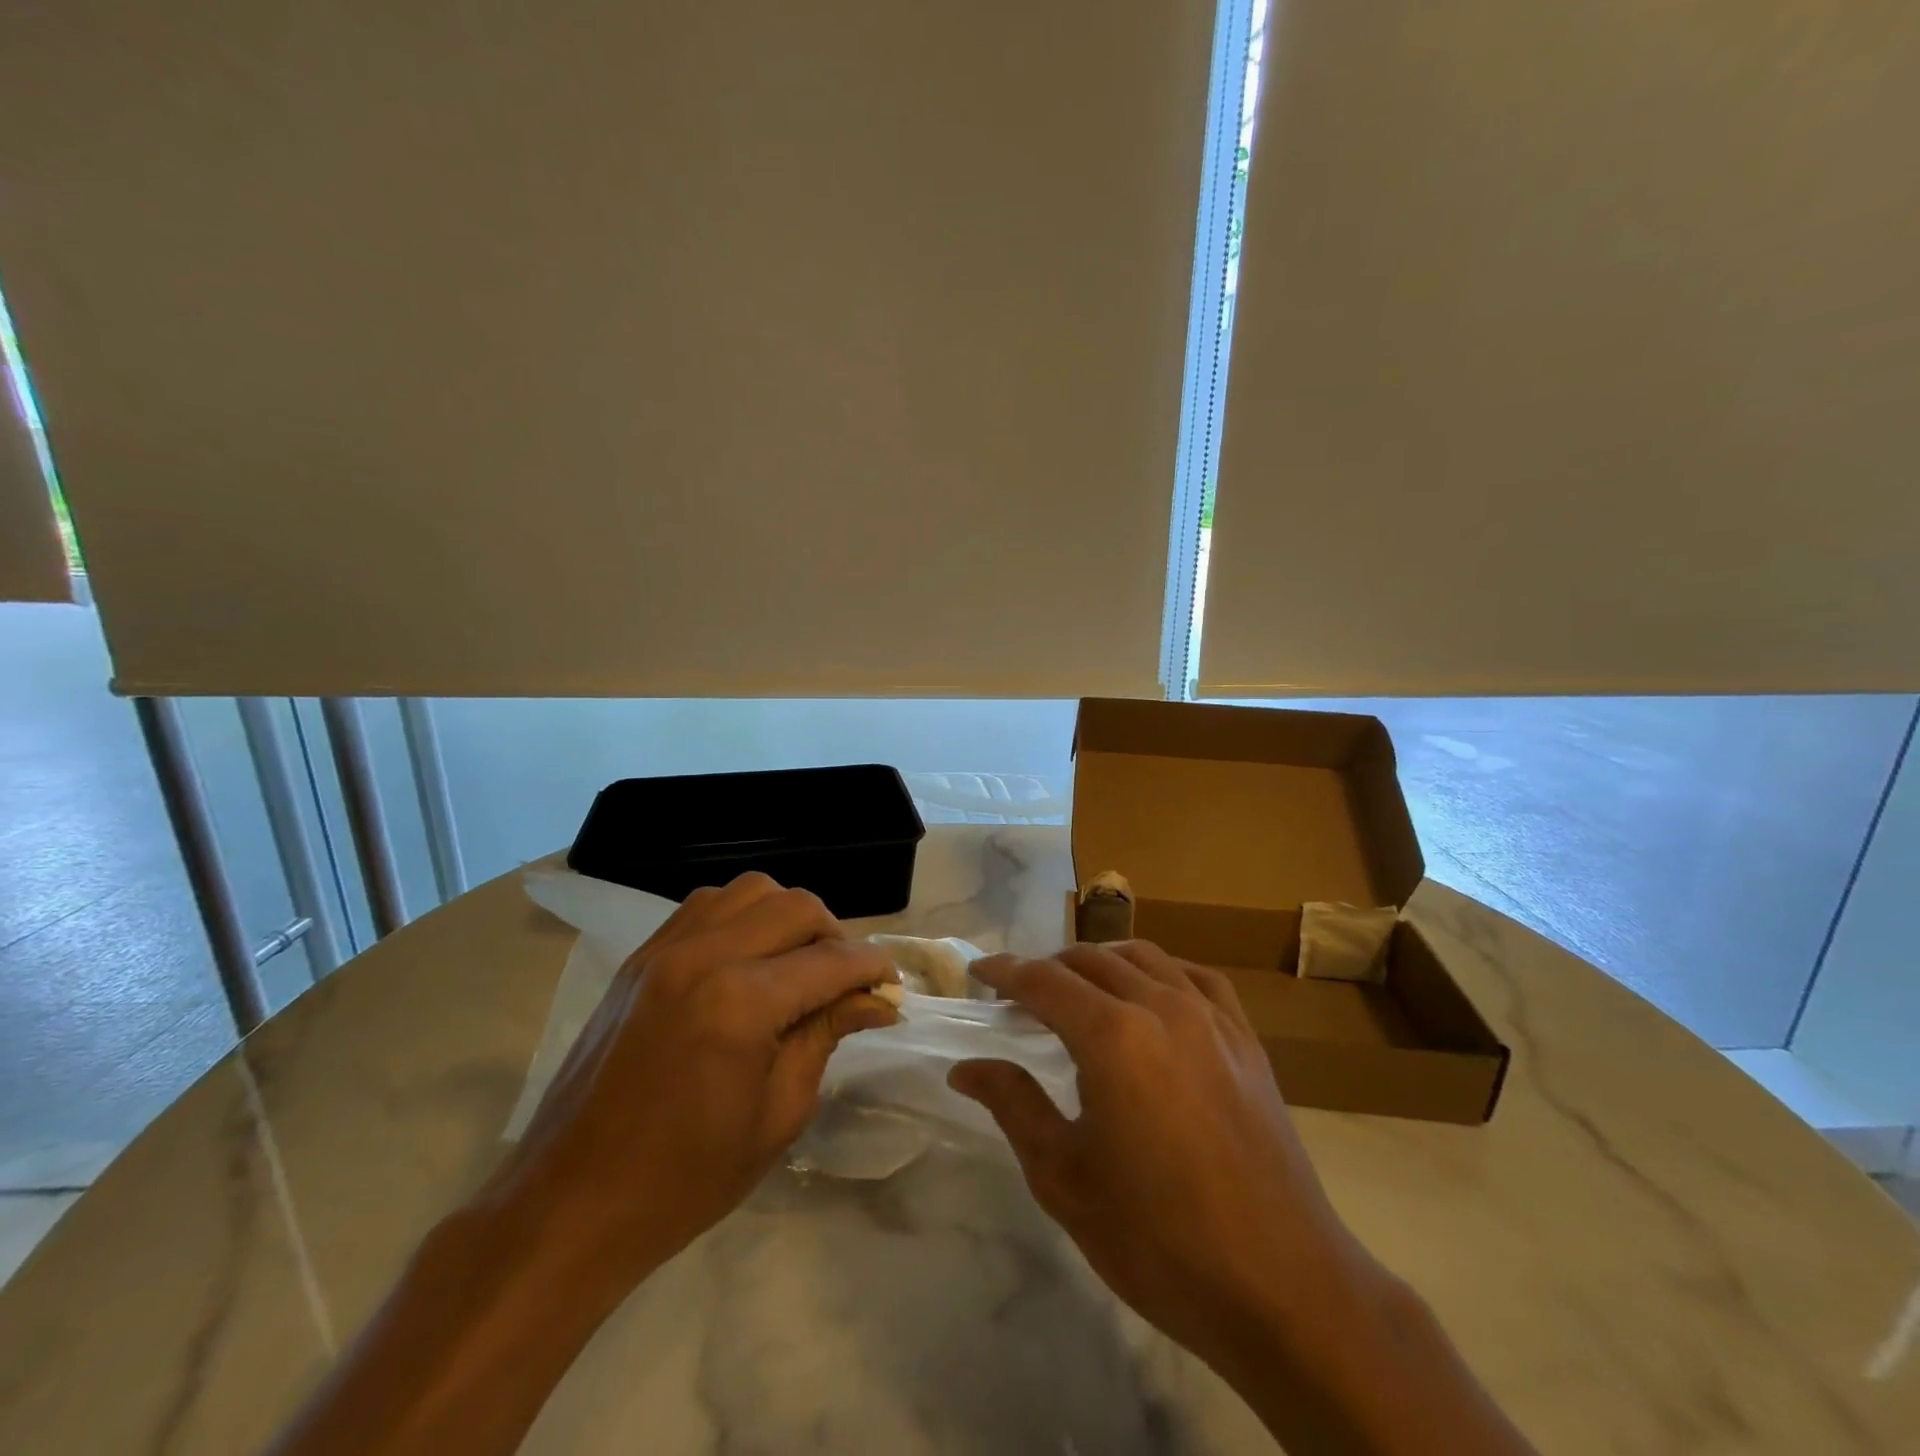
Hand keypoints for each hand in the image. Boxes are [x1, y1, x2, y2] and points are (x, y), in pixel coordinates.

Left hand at [494, 872, 900, 1280]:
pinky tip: (747, 958)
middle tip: (846, 981)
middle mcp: (704, 956)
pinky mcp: (641, 957)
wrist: (572, 1203)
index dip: (873, 968)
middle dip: (836, 936)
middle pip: (796, 907)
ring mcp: (666, 949)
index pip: (831, 961)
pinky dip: (742, 917)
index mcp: (740, 1003)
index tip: (892, 986)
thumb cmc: (686, 1178)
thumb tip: (876, 999)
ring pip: (751, 891)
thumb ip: (826, 1036)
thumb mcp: (778, 1114)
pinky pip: (706, 905)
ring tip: (797, 962)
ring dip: (787, 918)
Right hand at [950, 941, 1376, 1371]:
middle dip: (1048, 967)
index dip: (1005, 971)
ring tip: (1078, 988)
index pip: (1043, 981)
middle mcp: (1161, 1006)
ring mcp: (1211, 1017)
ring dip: (1100, 961)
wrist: (1282, 1286)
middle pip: (1091, 959)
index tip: (979, 972)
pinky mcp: (1245, 1039)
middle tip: (1021, 994)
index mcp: (1112, 1036)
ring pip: (1143, 957)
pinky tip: (1151, 992)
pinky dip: (1159, 970)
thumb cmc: (1158, 1239)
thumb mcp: (1065, 1178)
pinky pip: (1195, 977)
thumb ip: (1012, 1106)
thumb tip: (966, 1067)